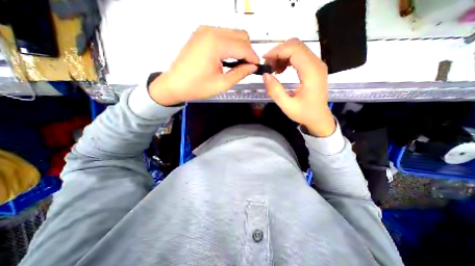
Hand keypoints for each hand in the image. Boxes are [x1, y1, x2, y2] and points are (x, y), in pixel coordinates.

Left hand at [149, 26, 258, 105]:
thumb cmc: (197, 87)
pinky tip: (227, 58)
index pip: (244, 46)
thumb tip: (252, 67)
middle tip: (247, 67)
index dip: (253, 58)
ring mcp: (205, 31)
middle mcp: (211, 31)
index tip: (257, 68)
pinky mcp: (201, 34)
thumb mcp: (222, 84)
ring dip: (239, 48)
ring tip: (237, 64)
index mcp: (216, 44)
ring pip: (233, 34)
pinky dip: (230, 46)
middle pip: (241, 35)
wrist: (174, 85)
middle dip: (248, 51)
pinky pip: (223, 36)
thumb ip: (240, 73)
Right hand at [263, 37, 332, 135]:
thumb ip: (275, 91)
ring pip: (298, 49)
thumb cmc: (304, 113)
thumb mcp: (287, 106)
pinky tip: (281, 70)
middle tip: (268, 66)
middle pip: (296, 45)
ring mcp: (316, 65)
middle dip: (279, 52)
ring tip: (273, 69)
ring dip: (282, 55)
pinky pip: (300, 56)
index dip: (277, 51)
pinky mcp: (314, 68)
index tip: (264, 60)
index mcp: (311, 72)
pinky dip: (287, 59)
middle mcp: (316, 64)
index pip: (294, 50)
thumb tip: (265, 75)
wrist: (319, 118)